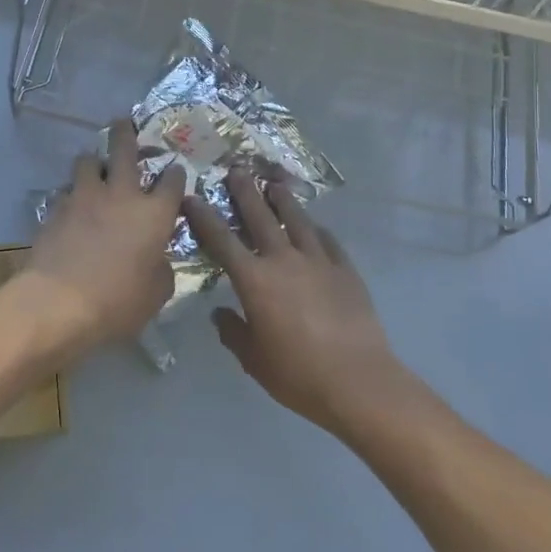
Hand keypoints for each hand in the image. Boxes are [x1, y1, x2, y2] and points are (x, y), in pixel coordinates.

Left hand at [24, 119, 186, 353]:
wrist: (58, 302)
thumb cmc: (117, 302)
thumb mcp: (155, 294)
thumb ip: (161, 269)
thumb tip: (156, 259)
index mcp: (154, 214)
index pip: (172, 182)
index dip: (175, 174)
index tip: (175, 171)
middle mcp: (121, 195)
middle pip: (125, 150)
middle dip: (126, 132)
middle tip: (124, 121)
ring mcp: (84, 197)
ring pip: (88, 161)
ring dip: (94, 161)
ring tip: (94, 165)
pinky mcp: (56, 208)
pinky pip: (66, 190)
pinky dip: (71, 192)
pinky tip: (70, 203)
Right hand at [185, 177, 411, 437]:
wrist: (358, 381)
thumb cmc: (298, 374)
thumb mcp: (254, 360)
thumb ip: (233, 332)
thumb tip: (220, 314)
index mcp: (255, 280)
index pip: (222, 241)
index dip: (204, 217)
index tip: (192, 198)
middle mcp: (284, 260)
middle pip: (260, 217)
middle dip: (246, 192)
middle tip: (237, 170)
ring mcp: (318, 261)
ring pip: (297, 220)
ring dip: (283, 200)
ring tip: (275, 184)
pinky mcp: (345, 269)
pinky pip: (327, 240)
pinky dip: (316, 229)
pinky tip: (314, 226)